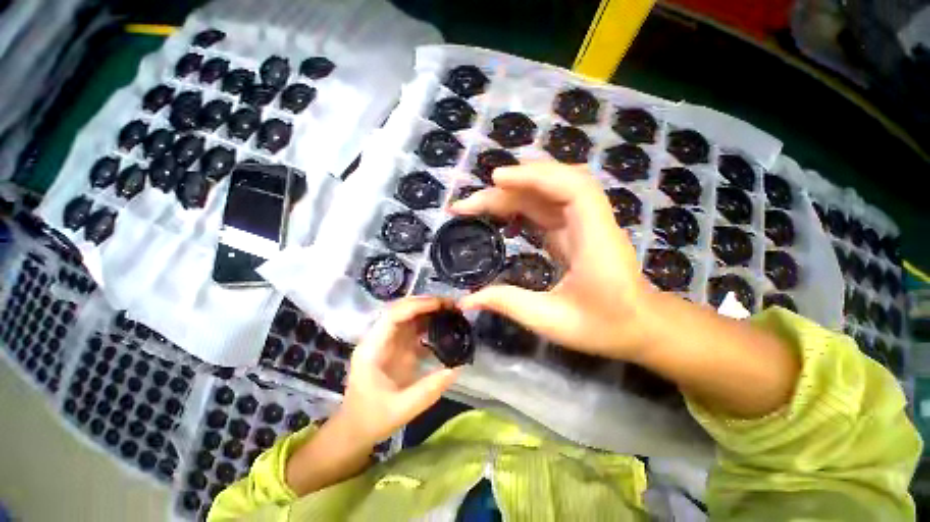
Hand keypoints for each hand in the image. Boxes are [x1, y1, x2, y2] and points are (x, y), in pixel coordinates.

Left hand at [338, 297, 458, 445]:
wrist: (355, 429)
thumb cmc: (372, 419)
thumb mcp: (402, 409)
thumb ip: (429, 390)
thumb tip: (456, 369)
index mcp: (373, 349)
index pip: (394, 315)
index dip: (418, 305)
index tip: (441, 305)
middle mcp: (379, 339)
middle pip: (401, 310)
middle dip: (426, 303)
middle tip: (451, 305)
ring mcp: (387, 342)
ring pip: (408, 316)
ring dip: (429, 311)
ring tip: (451, 311)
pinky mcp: (396, 347)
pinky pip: (413, 329)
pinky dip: (429, 324)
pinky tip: (444, 327)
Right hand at [450, 163, 653, 359]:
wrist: (641, 326)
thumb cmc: (604, 326)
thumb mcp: (552, 322)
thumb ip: (509, 304)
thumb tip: (466, 300)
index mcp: (594, 239)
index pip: (571, 186)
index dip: (534, 175)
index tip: (497, 179)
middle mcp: (590, 221)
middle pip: (550, 185)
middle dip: (506, 188)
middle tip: (466, 206)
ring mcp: (582, 222)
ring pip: (545, 192)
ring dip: (510, 193)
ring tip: (477, 205)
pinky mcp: (574, 229)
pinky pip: (545, 206)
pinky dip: (520, 205)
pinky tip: (501, 215)